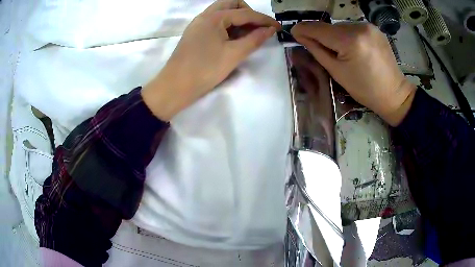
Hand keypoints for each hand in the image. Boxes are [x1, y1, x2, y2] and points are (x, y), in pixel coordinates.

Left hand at [143, 0, 280, 120]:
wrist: (175, 87)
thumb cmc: (204, 70)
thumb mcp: (233, 55)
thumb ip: (254, 39)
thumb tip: (270, 30)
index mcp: (214, 17)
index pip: (245, 13)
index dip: (264, 20)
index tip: (278, 27)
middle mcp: (205, 15)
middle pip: (231, 4)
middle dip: (248, 13)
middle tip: (257, 28)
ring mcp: (198, 24)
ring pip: (222, 12)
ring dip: (238, 18)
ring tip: (248, 35)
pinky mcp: (195, 33)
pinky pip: (215, 22)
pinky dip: (228, 25)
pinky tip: (233, 38)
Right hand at [291, 22, 416, 125]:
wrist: (394, 94)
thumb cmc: (365, 89)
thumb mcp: (337, 72)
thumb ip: (317, 50)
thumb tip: (300, 35)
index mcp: (350, 40)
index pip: (318, 28)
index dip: (303, 29)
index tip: (294, 32)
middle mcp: (359, 27)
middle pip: (330, 27)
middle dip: (322, 36)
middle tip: (320, 49)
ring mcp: (369, 26)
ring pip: (341, 27)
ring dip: (335, 36)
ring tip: (341, 52)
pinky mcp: (375, 29)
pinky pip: (353, 28)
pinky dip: (348, 36)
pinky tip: (353, 48)